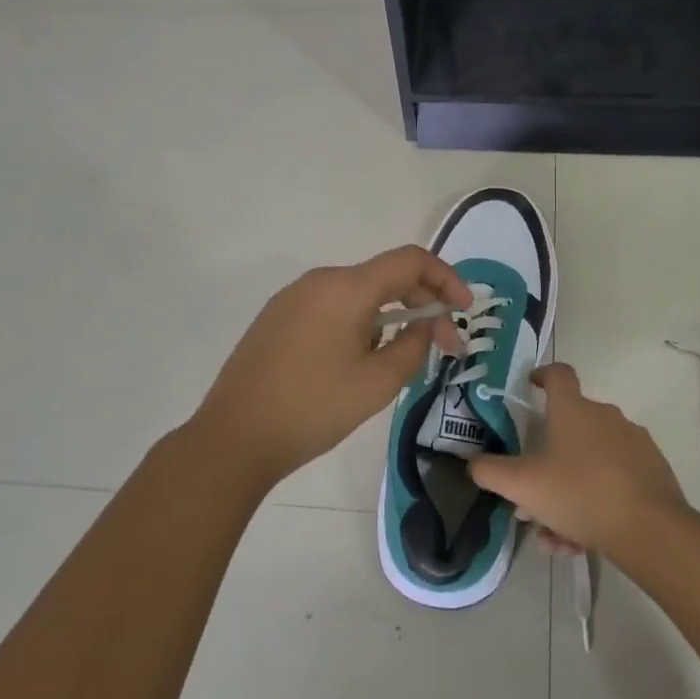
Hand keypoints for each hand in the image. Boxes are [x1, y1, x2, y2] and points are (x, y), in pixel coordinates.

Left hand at [191, 245, 470, 486]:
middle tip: (444, 346)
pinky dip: (360, 321)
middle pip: (385, 276)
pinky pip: (332, 306)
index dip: (446, 279)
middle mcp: (320, 280)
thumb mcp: (377, 383)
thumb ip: (414, 344)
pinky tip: (361, 358)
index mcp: (347, 288)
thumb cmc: (313, 408)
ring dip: (391, 314)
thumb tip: (426, 322)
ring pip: (358, 293)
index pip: (410, 261)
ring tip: (402, 357)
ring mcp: (293, 297)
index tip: (465, 310)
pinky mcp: (277, 317)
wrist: (234, 437)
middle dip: (422, 303)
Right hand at [468, 363, 688, 556]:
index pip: (558, 374)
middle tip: (532, 498)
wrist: (650, 529)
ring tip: (557, 537)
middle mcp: (605, 416)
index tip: (531, 386)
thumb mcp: (523, 486)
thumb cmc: (580, 494)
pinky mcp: (653, 469)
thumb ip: (491, 472)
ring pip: (590, 462)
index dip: (542, 375)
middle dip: (547, 463)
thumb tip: (473, 462)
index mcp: (573, 409)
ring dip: (568, 492)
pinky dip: (595, 502)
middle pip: (570, 429)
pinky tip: (583, 540)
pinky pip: (614, 479)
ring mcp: (633, 442)